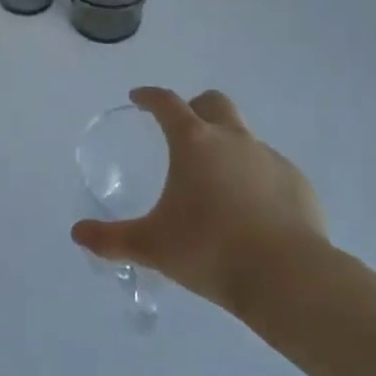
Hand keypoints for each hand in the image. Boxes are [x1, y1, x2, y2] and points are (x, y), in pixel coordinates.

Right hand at [71, 87, 328, 318]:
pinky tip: (252, 212)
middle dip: (196, 107)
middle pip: (214, 102)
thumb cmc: (210, 251)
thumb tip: (77, 234)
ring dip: (227, 147)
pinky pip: (270, 170)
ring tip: (217, 185)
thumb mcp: (152, 247)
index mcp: (194, 142)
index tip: (139, 98)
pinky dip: (256, 179)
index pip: (167, 103)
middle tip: (182, 130)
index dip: (150, 97)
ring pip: (244, 137)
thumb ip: (112, 239)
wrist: (288, 278)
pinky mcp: (298, 183)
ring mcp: (270, 158)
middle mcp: (233, 139)